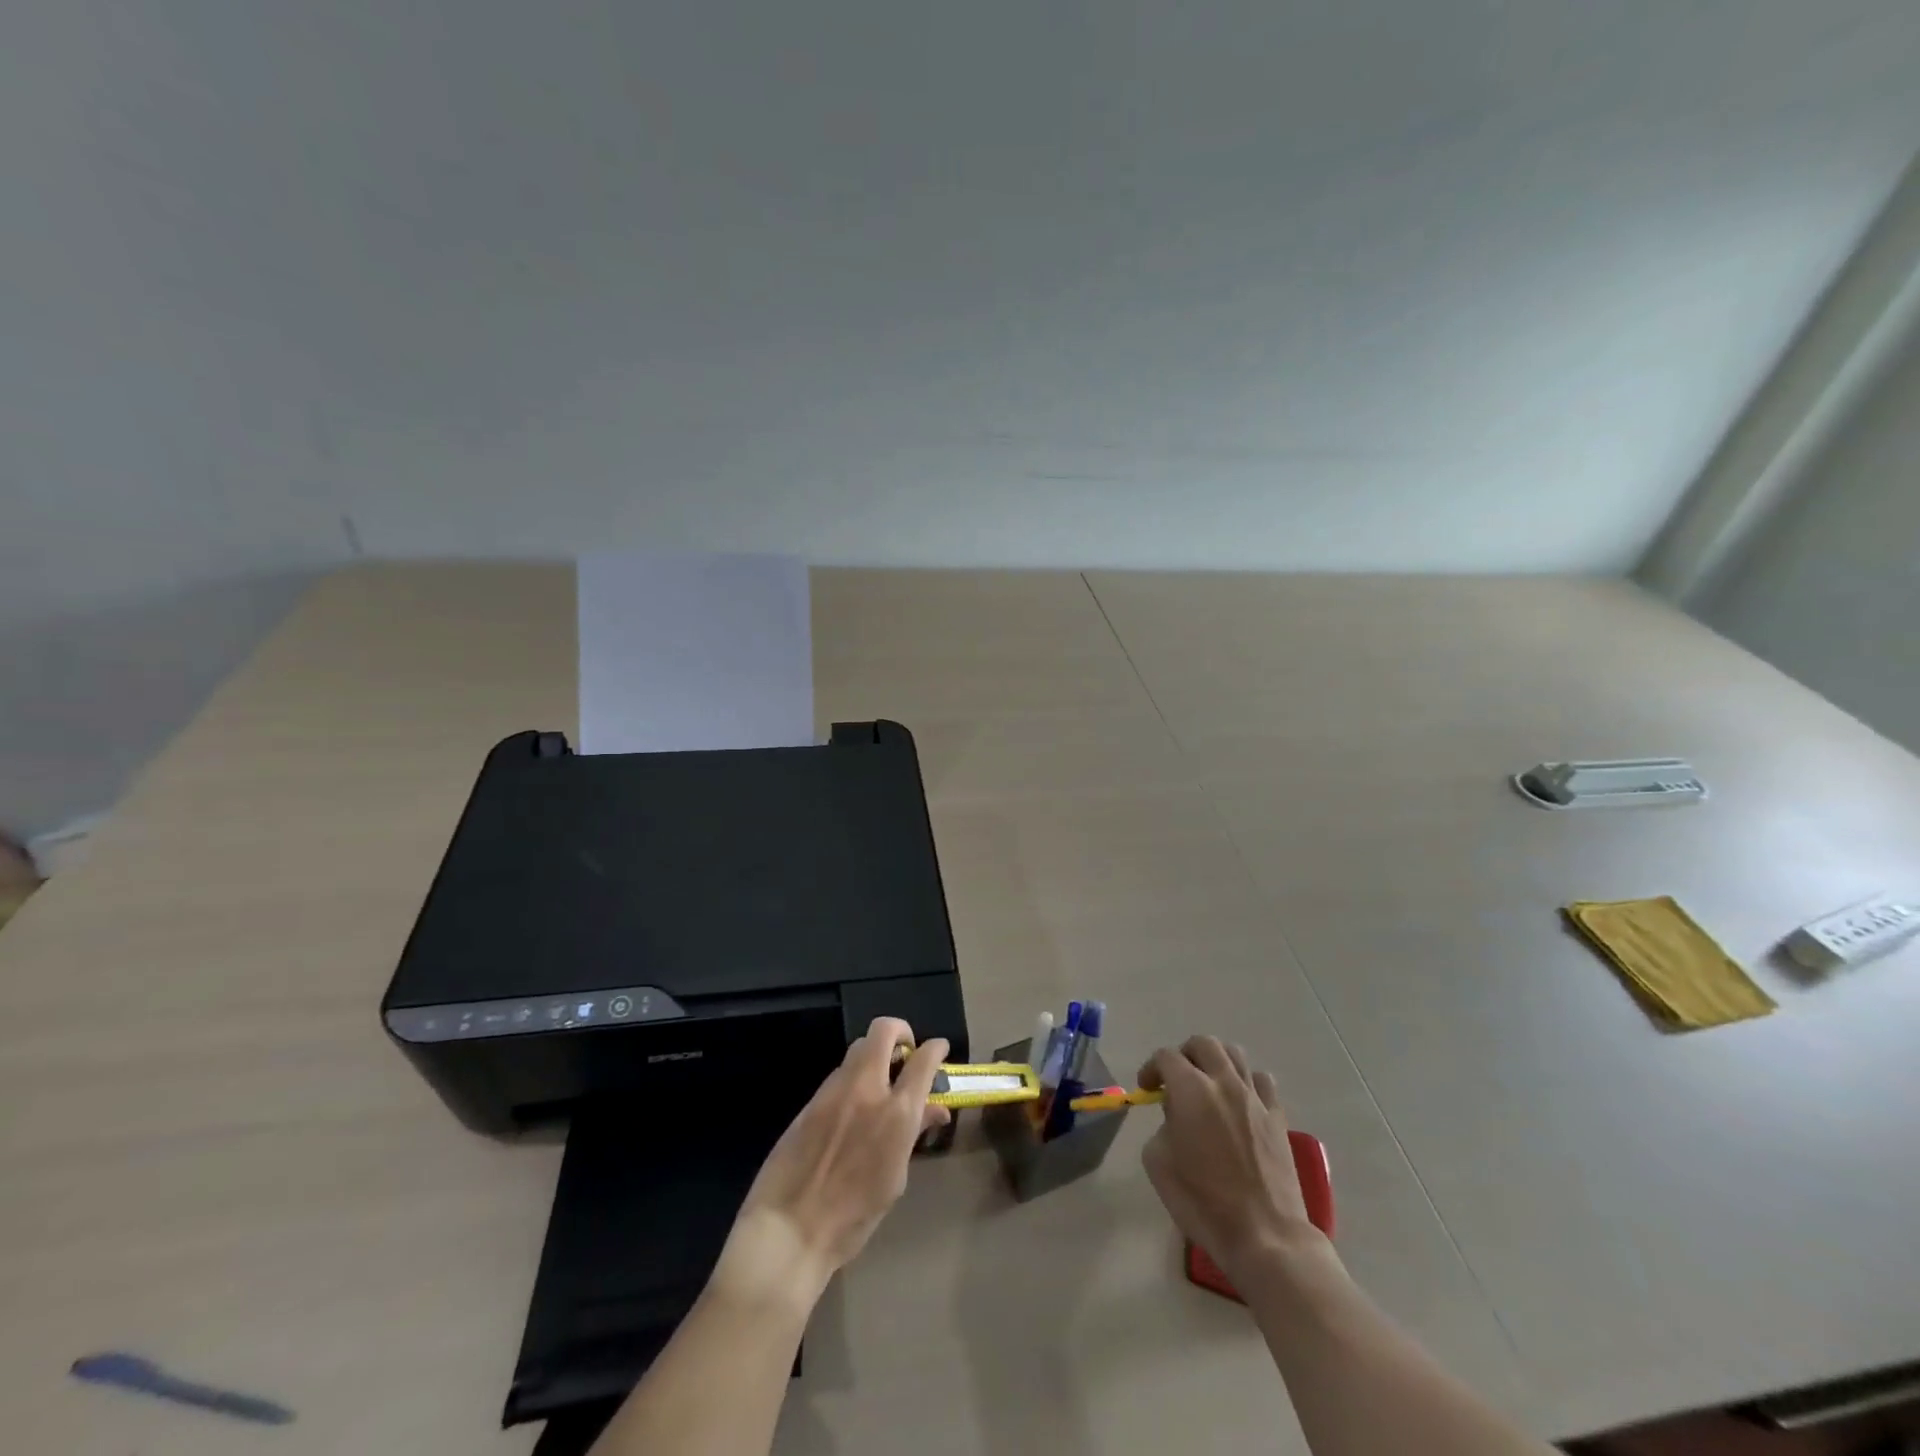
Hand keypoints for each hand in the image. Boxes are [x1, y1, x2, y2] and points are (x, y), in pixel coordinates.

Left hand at [713, 1017, 948, 1311]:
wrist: (789, 1229)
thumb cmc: (853, 1218)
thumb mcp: (894, 1178)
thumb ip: (913, 1133)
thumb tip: (935, 1110)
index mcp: (896, 1113)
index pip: (923, 1060)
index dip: (935, 1048)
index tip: (939, 1048)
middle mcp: (867, 1089)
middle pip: (883, 1031)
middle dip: (900, 1031)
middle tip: (905, 1050)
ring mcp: (835, 1090)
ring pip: (858, 1048)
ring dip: (874, 1055)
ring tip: (879, 1081)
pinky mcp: (811, 1099)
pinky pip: (838, 1074)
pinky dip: (853, 1078)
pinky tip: (851, 1107)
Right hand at [1139, 1035, 1328, 1282]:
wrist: (1264, 1236)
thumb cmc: (1202, 1202)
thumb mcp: (1159, 1163)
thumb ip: (1162, 1126)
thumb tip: (1176, 1118)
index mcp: (1191, 1090)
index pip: (1167, 1057)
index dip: (1152, 1068)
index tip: (1147, 1089)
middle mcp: (1224, 1083)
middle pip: (1203, 1044)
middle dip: (1184, 1055)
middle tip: (1176, 1079)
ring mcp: (1255, 1098)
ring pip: (1235, 1054)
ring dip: (1216, 1061)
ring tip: (1208, 1084)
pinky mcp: (1278, 1117)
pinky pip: (1262, 1081)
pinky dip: (1246, 1082)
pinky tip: (1240, 1101)